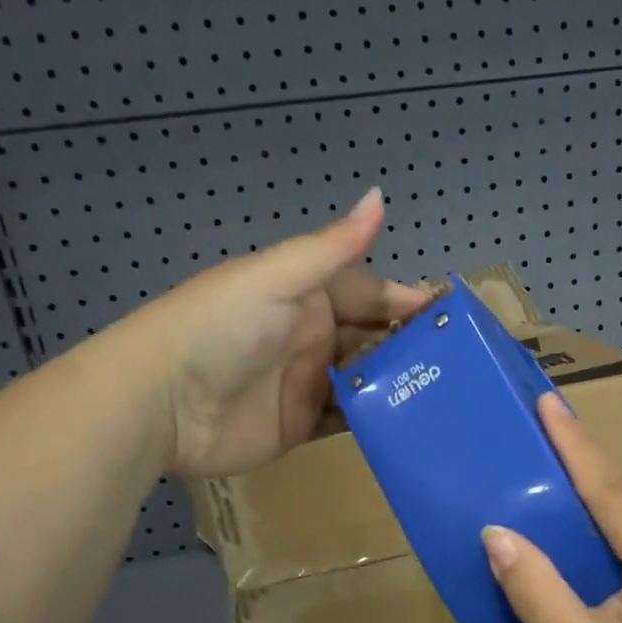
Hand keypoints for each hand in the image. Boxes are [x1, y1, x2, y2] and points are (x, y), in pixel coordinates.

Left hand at [144, 189, 428, 477]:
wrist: (159, 402)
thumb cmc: (219, 328)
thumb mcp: (276, 279)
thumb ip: (332, 248)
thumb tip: (380, 196)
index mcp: (306, 296)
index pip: (370, 294)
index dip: (407, 302)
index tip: (455, 318)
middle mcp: (311, 337)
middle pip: (372, 339)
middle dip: (411, 348)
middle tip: (462, 365)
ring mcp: (306, 384)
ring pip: (365, 382)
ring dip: (399, 385)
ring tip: (448, 397)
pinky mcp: (299, 426)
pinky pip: (346, 422)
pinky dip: (375, 421)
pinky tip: (410, 425)